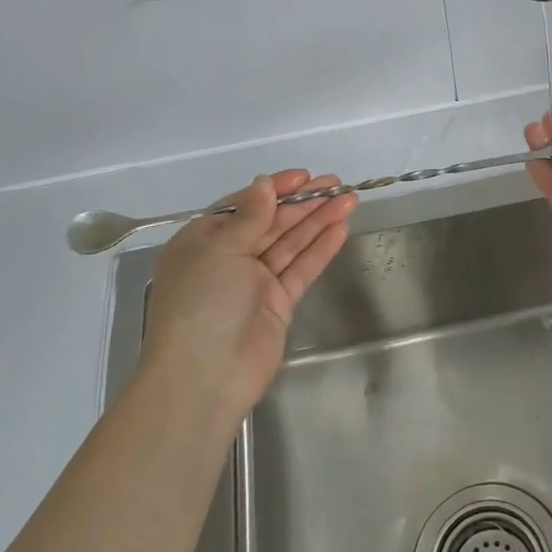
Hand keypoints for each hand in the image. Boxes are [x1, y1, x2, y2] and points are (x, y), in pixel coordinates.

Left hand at [141, 170, 356, 422]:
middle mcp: (228, 258)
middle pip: (271, 222)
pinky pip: (301, 268)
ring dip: (318, 221)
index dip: (274, 189)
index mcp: (203, 241)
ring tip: (349, 200)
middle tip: (338, 185)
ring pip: (291, 243)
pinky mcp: (277, 303)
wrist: (205, 376)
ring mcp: (254, 282)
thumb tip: (264, 184)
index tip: (304, 176)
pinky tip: (341, 229)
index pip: (243, 206)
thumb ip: (250, 216)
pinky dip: (320, 249)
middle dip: (304, 203)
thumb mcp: (220, 249)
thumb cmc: (202, 302)